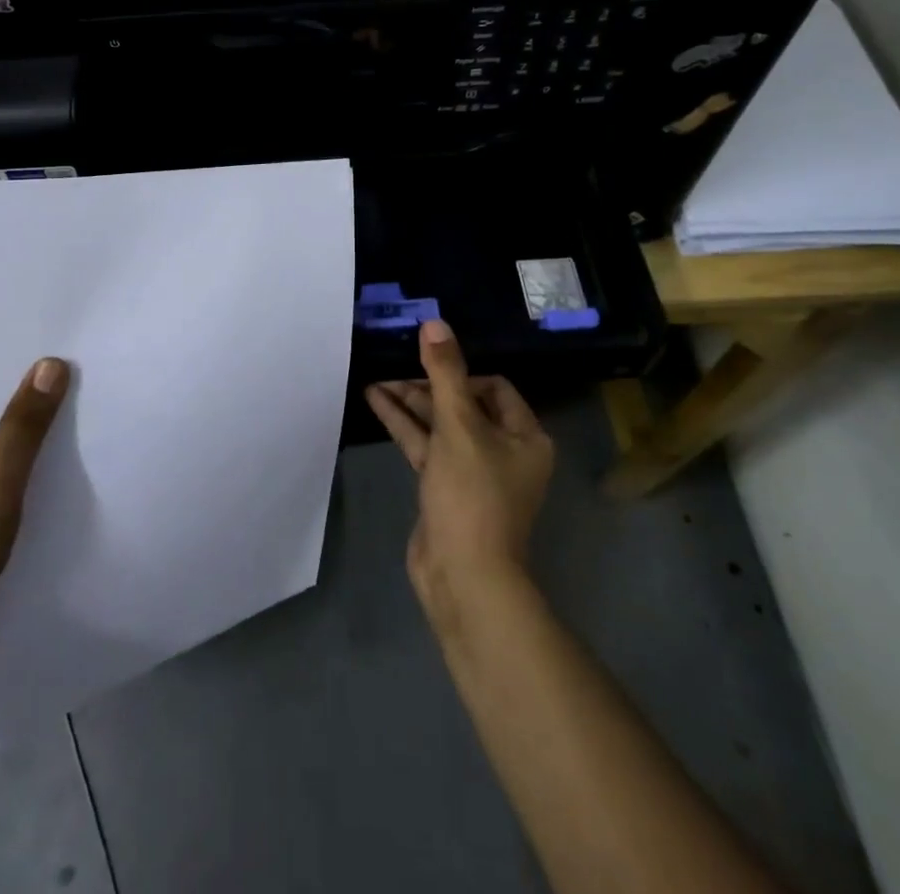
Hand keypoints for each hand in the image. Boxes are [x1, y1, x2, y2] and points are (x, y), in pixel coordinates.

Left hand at [0, 321, 68, 687]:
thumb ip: (23, 427)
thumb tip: (52, 361)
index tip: (35, 294)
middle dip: (23, 358)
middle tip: (79, 330)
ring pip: (1, 425)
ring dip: (35, 403)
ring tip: (88, 374)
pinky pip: (11, 463)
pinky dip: (38, 445)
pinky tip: (76, 441)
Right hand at [365, 320, 554, 626]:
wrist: (463, 576)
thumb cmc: (473, 495)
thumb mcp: (459, 426)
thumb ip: (445, 373)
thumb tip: (435, 323)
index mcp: (524, 436)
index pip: (494, 387)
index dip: (461, 372)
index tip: (428, 364)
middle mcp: (503, 450)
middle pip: (463, 403)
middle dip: (427, 385)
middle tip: (393, 365)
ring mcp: (472, 471)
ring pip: (440, 424)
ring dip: (410, 402)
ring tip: (375, 378)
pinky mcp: (445, 487)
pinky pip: (426, 446)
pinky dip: (404, 425)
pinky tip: (376, 401)